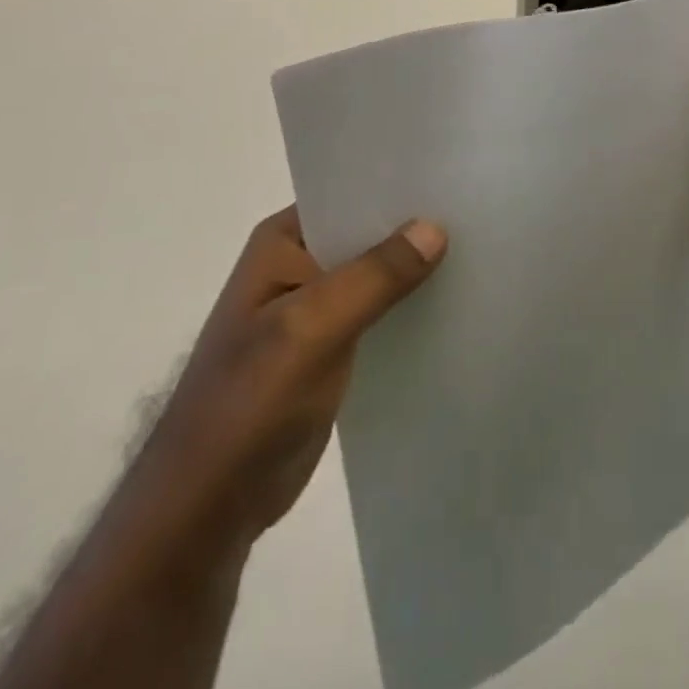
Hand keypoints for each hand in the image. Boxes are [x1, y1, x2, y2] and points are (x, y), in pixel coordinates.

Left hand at [150, 207, 447, 545]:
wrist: (209, 508)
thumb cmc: (249, 404)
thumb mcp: (311, 328)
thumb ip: (374, 277)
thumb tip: (435, 226)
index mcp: (283, 241)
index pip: (349, 195)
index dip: (398, 187)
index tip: (453, 180)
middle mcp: (298, 263)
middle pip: (367, 232)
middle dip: (414, 228)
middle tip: (478, 214)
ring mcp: (314, 308)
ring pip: (376, 274)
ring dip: (414, 270)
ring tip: (479, 252)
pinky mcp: (330, 347)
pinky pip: (378, 313)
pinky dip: (407, 308)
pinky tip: (452, 304)